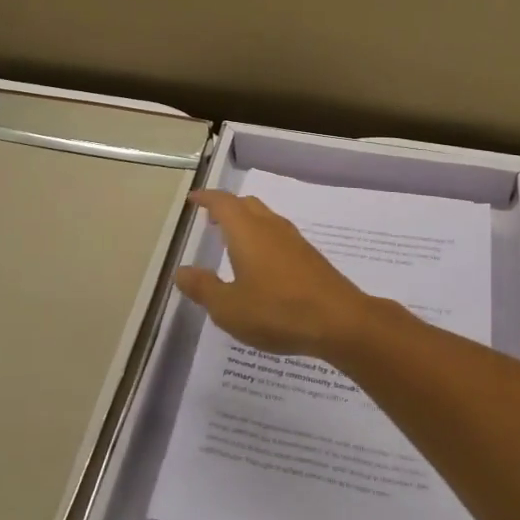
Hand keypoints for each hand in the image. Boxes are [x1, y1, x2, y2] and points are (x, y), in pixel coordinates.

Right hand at [174, 190, 379, 358]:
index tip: (194, 199)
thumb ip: (203, 288)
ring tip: (233, 242)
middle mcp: (270, 226)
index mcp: (247, 231)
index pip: (223, 203)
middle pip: (246, 205)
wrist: (339, 320)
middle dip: (227, 208)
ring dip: (246, 223)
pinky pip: (279, 235)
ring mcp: (294, 240)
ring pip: (265, 218)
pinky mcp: (309, 256)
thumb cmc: (277, 311)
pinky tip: (262, 265)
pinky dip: (263, 238)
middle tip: (211, 220)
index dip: (206, 198)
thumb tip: (181, 271)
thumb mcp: (229, 308)